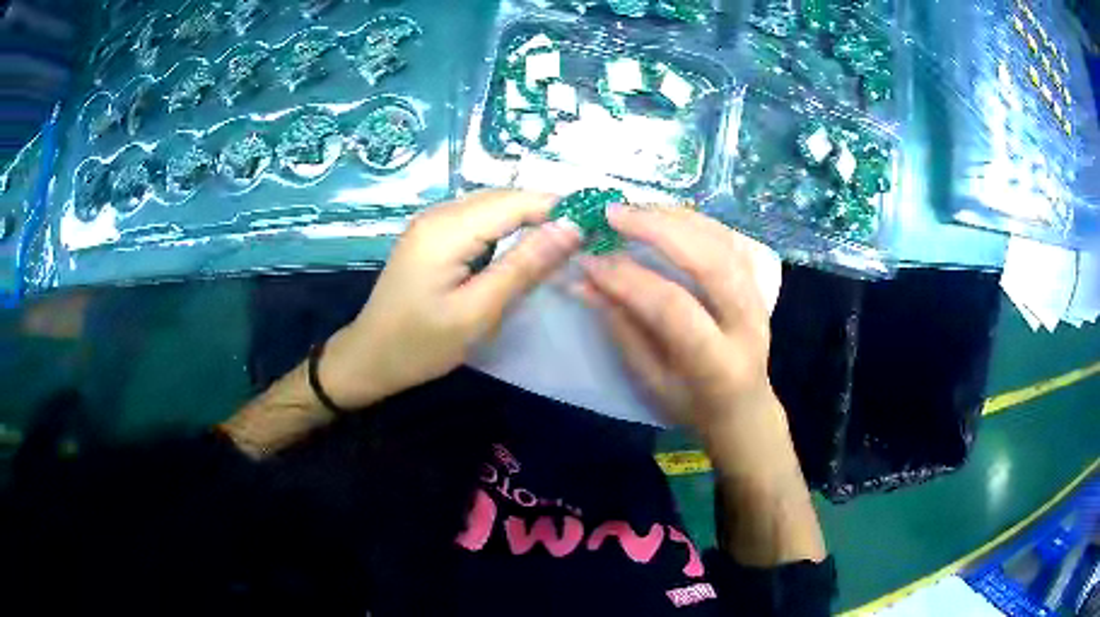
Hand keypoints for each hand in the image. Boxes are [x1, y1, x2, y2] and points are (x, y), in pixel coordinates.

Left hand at [321, 190, 580, 408]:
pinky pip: (476, 220)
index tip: (596, 223)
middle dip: (545, 211)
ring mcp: (431, 223)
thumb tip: (572, 228)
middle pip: (503, 198)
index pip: (515, 201)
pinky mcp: (431, 236)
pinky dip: (505, 229)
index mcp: (447, 229)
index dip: (557, 206)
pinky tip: (522, 248)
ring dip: (527, 219)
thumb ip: (524, 266)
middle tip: (583, 237)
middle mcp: (438, 214)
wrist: (369, 358)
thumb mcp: (477, 312)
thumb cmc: (421, 344)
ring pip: (491, 207)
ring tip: (561, 242)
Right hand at [576, 205, 774, 436]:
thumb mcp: (651, 381)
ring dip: (675, 217)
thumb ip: (622, 329)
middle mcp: (747, 323)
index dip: (628, 279)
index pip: (672, 307)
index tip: (589, 261)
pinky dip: (695, 221)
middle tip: (613, 213)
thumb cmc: (691, 405)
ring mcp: (759, 299)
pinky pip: (729, 239)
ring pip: (722, 241)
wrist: (744, 408)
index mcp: (717, 363)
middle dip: (658, 229)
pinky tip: (666, 215)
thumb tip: (583, 282)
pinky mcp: (759, 283)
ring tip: (634, 208)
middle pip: (709, 260)